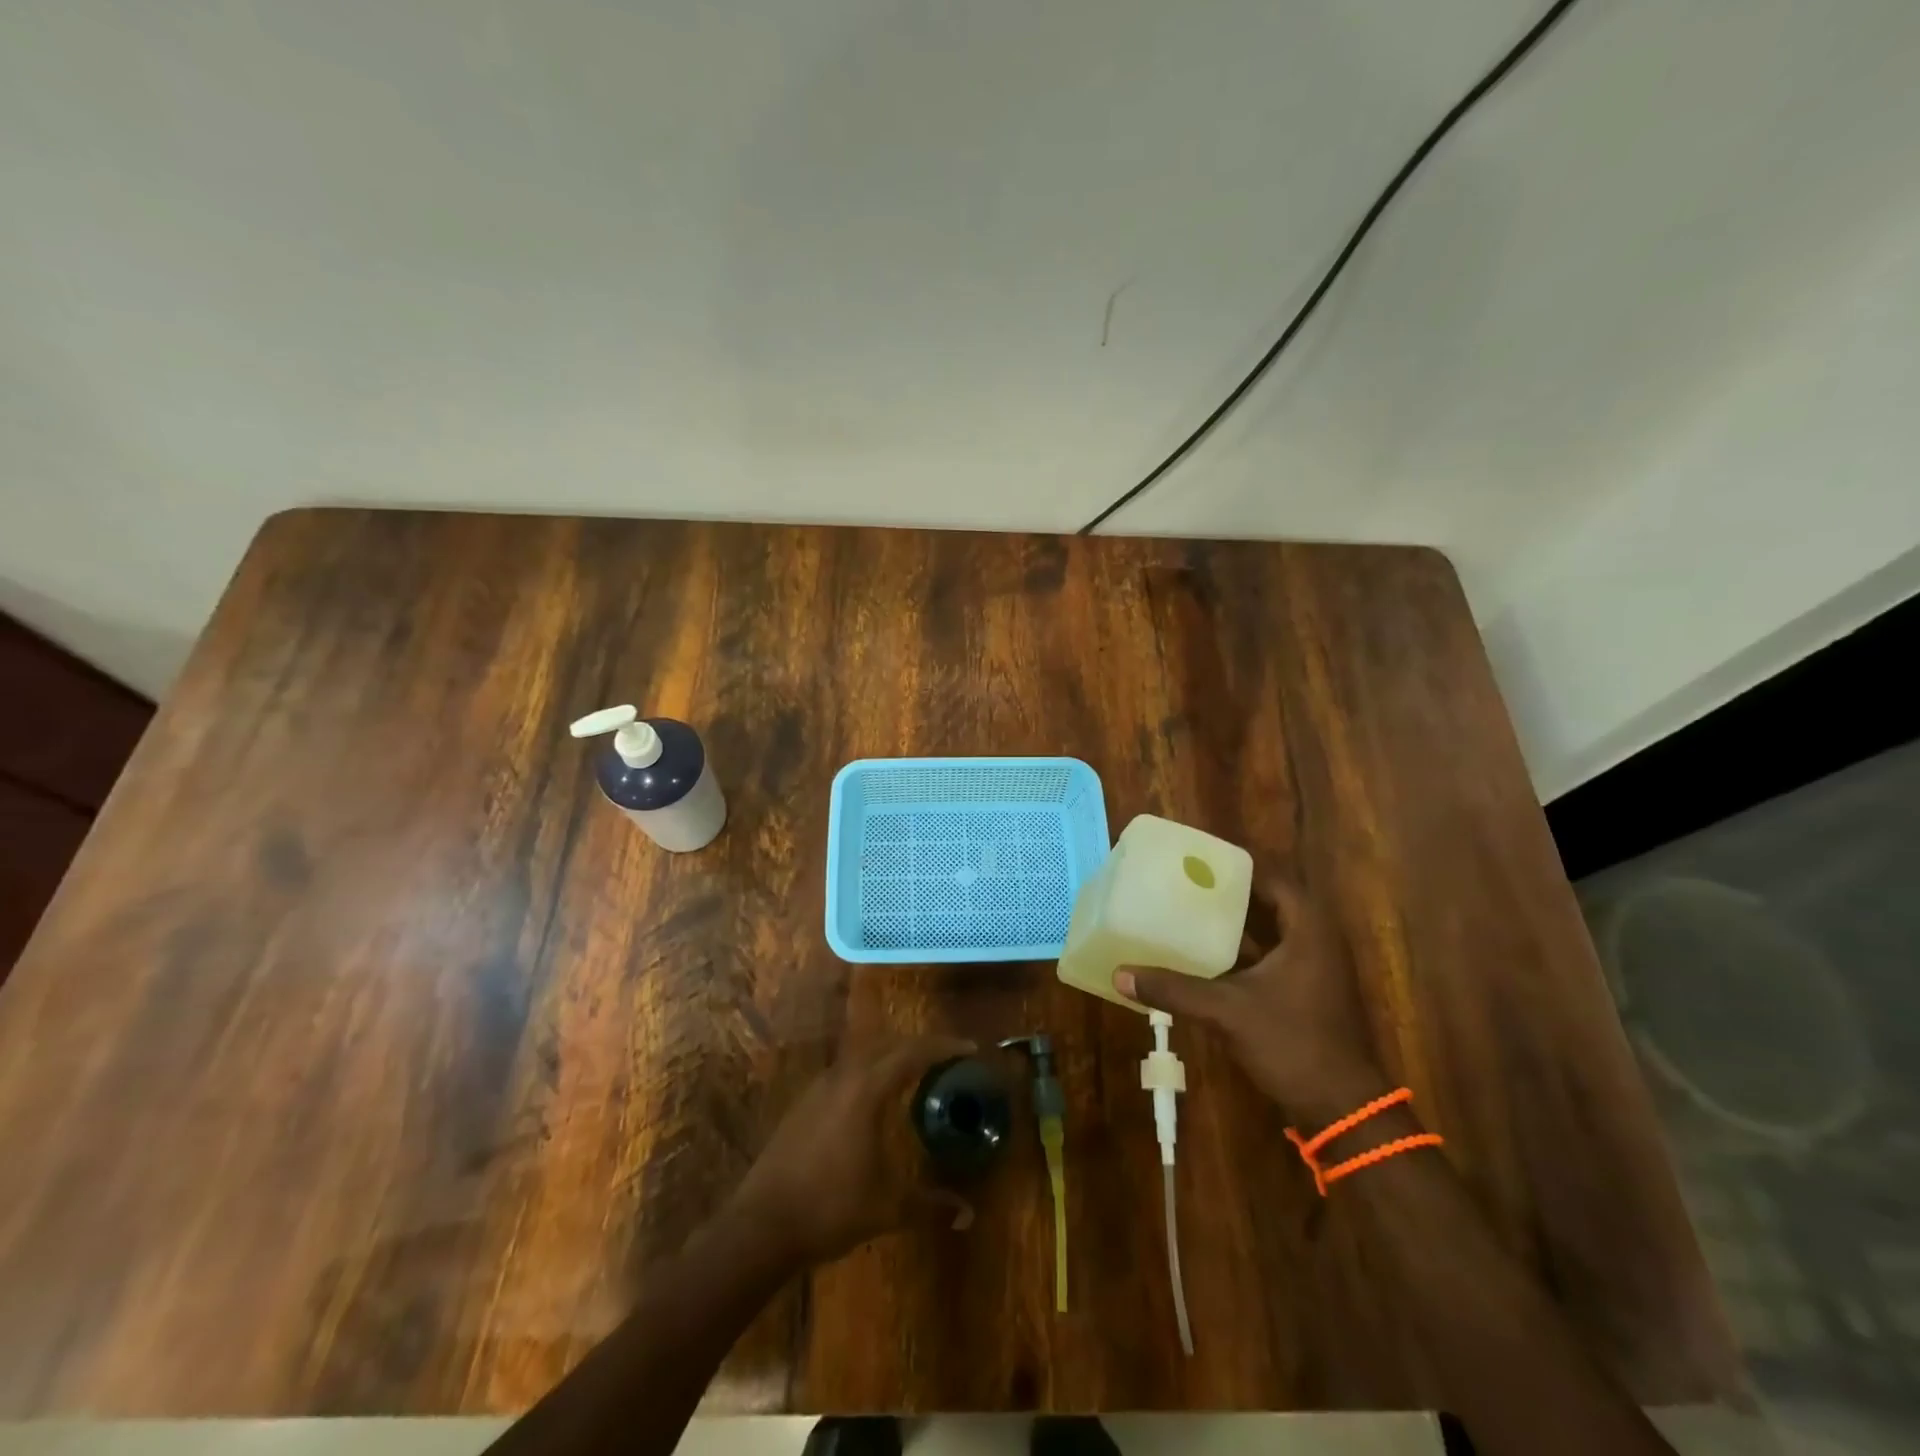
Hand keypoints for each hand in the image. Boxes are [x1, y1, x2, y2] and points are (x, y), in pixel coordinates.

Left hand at [725, 1035, 975, 1266]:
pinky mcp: (804, 1102)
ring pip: (863, 1053)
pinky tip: (873, 1096)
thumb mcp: (886, 1208)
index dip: (943, 1047)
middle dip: (919, 1045)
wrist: (761, 1225)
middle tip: (947, 1056)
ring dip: (891, 1054)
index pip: (912, 1053)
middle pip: (888, 1044)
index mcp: (866, 1089)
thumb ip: (929, 1206)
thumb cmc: (829, 1208)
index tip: (970, 1048)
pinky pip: (846, 1069)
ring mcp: (819, 1086)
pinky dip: (869, 1069)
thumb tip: (968, 1214)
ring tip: (915, 1070)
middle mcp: (844, 1076)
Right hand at [1116, 876, 1385, 1127]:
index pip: (1274, 879)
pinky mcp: (1305, 995)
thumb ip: (1175, 990)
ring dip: (1233, 925)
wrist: (1343, 1110)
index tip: (1199, 861)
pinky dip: (1240, 954)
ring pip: (1268, 934)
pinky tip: (1203, 958)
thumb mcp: (1227, 1011)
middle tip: (1185, 884)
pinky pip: (1269, 959)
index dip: (1237, 868)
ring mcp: (1313, 971)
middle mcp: (1316, 942)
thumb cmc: (1293, 1044)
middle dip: (1229, 894)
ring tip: (1187, 912)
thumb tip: (1120, 975)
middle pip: (1269, 903)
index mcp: (1309, 931)